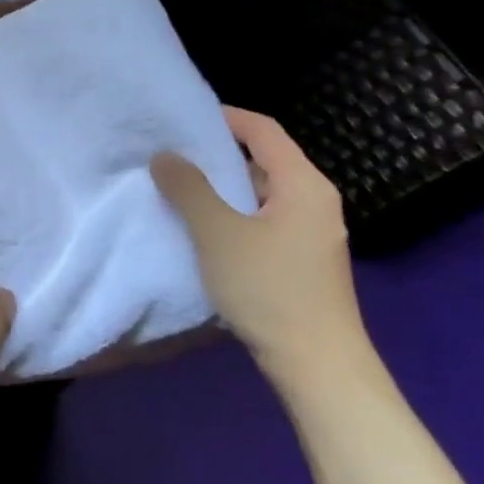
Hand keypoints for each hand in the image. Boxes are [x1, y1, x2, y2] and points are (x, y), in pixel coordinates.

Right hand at [151, 108, 365, 388]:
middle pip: (264, 160)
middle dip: (217, 154)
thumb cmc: (269, 289)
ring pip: (261, 193)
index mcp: (303, 184)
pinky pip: (264, 220)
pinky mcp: (303, 260)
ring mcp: (312, 233)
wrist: (318, 366)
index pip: (263, 130)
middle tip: (172, 154)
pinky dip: (234, 214)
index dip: (224, 117)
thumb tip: (165, 155)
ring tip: (179, 189)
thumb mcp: (218, 233)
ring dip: (223, 188)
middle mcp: (315, 201)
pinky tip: (204, 229)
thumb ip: (188, 188)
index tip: (183, 118)